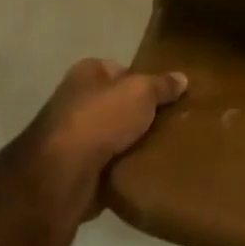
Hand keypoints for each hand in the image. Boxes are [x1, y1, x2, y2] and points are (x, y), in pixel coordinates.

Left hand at [31, 58, 187, 217]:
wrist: (62, 175)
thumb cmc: (101, 119)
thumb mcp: (141, 92)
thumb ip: (162, 85)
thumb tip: (182, 78)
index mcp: (87, 73)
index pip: (121, 70)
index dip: (144, 81)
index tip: (167, 96)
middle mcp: (75, 100)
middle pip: (118, 103)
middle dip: (140, 114)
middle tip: (170, 123)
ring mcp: (72, 136)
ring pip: (114, 135)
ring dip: (133, 143)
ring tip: (164, 148)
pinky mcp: (74, 168)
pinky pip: (108, 164)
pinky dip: (123, 167)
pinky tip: (145, 170)